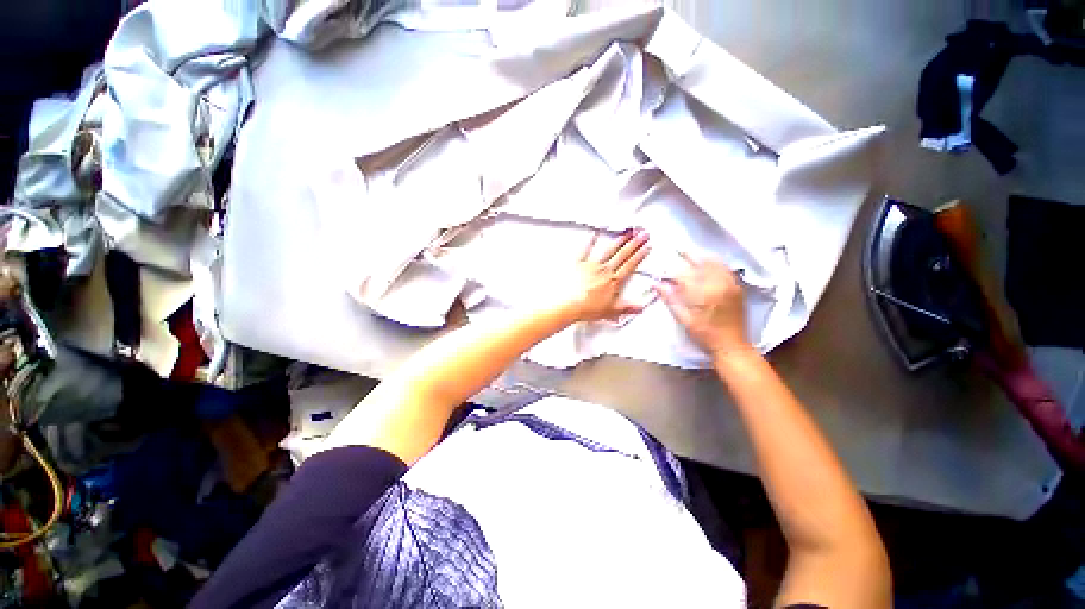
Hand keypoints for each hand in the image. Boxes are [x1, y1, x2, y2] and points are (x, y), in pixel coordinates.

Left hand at [557, 229, 651, 322]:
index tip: (647, 247)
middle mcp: (604, 270)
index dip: (640, 255)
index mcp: (613, 281)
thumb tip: (641, 307)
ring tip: (626, 233)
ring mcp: (591, 265)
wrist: (568, 305)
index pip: (630, 265)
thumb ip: (627, 307)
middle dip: (634, 244)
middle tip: (642, 234)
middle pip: (622, 255)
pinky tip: (594, 234)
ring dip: (618, 241)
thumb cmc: (587, 308)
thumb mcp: (611, 311)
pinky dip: (590, 241)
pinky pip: (585, 250)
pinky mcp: (578, 264)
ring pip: (608, 251)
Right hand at [655, 254, 750, 359]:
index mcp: (704, 294)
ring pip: (716, 264)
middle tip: (678, 251)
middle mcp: (718, 285)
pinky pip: (726, 269)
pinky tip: (709, 263)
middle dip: (689, 256)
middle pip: (702, 264)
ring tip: (692, 254)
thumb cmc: (705, 335)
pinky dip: (716, 263)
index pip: (685, 276)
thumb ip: (671, 300)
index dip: (672, 273)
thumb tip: (656, 285)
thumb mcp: (684, 319)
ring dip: (703, 257)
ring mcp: (730, 285)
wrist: (732, 346)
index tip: (663, 272)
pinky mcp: (737, 288)